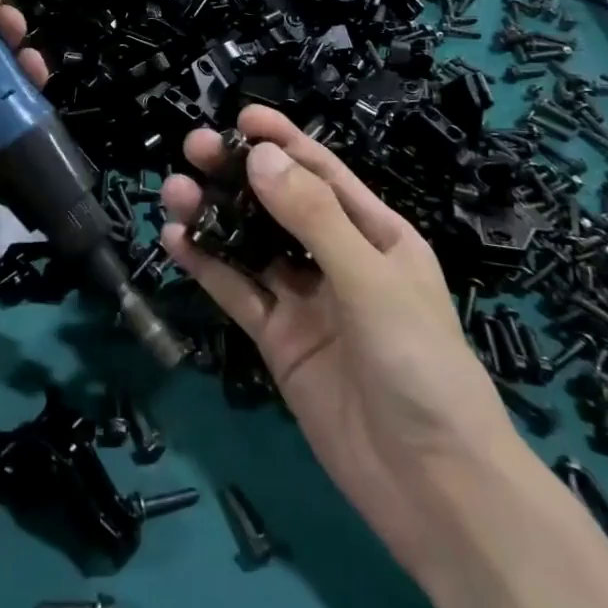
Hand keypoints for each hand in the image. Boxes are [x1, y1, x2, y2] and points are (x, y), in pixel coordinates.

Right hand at [160, 106, 524, 566]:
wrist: (434, 488)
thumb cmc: (421, 366)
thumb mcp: (372, 281)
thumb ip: (313, 218)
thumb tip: (259, 158)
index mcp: (376, 234)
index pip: (323, 173)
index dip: (283, 141)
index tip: (240, 118)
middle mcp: (337, 258)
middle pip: (278, 203)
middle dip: (237, 173)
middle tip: (191, 148)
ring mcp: (304, 299)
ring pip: (250, 244)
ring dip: (213, 216)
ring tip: (173, 192)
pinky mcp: (278, 339)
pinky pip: (238, 291)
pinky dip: (207, 266)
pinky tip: (176, 242)